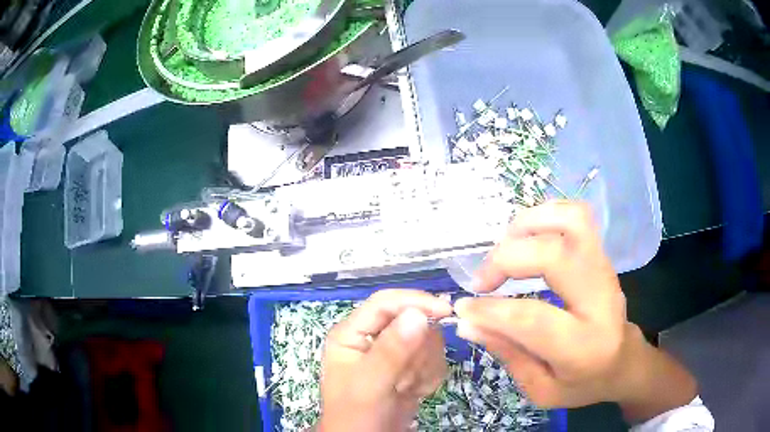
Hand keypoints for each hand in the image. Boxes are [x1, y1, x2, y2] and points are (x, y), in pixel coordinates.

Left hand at [318, 290, 451, 431]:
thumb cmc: (357, 415)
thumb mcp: (370, 384)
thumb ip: (392, 351)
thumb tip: (418, 314)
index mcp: (352, 333)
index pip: (385, 302)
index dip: (415, 302)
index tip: (446, 312)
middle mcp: (372, 338)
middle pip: (412, 322)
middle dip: (417, 353)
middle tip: (404, 378)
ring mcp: (393, 353)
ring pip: (427, 341)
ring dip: (423, 368)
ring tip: (404, 388)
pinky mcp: (409, 367)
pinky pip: (434, 360)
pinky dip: (429, 378)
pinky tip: (413, 392)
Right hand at [454, 201, 696, 420]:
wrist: (624, 361)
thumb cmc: (583, 383)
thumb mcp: (542, 390)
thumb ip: (508, 354)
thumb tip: (468, 322)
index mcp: (584, 346)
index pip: (533, 318)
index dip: (491, 310)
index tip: (464, 308)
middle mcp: (600, 298)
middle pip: (554, 255)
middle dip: (506, 259)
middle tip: (481, 282)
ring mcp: (604, 269)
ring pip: (571, 221)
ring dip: (527, 226)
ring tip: (504, 250)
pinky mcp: (601, 255)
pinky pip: (576, 216)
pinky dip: (545, 216)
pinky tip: (526, 238)